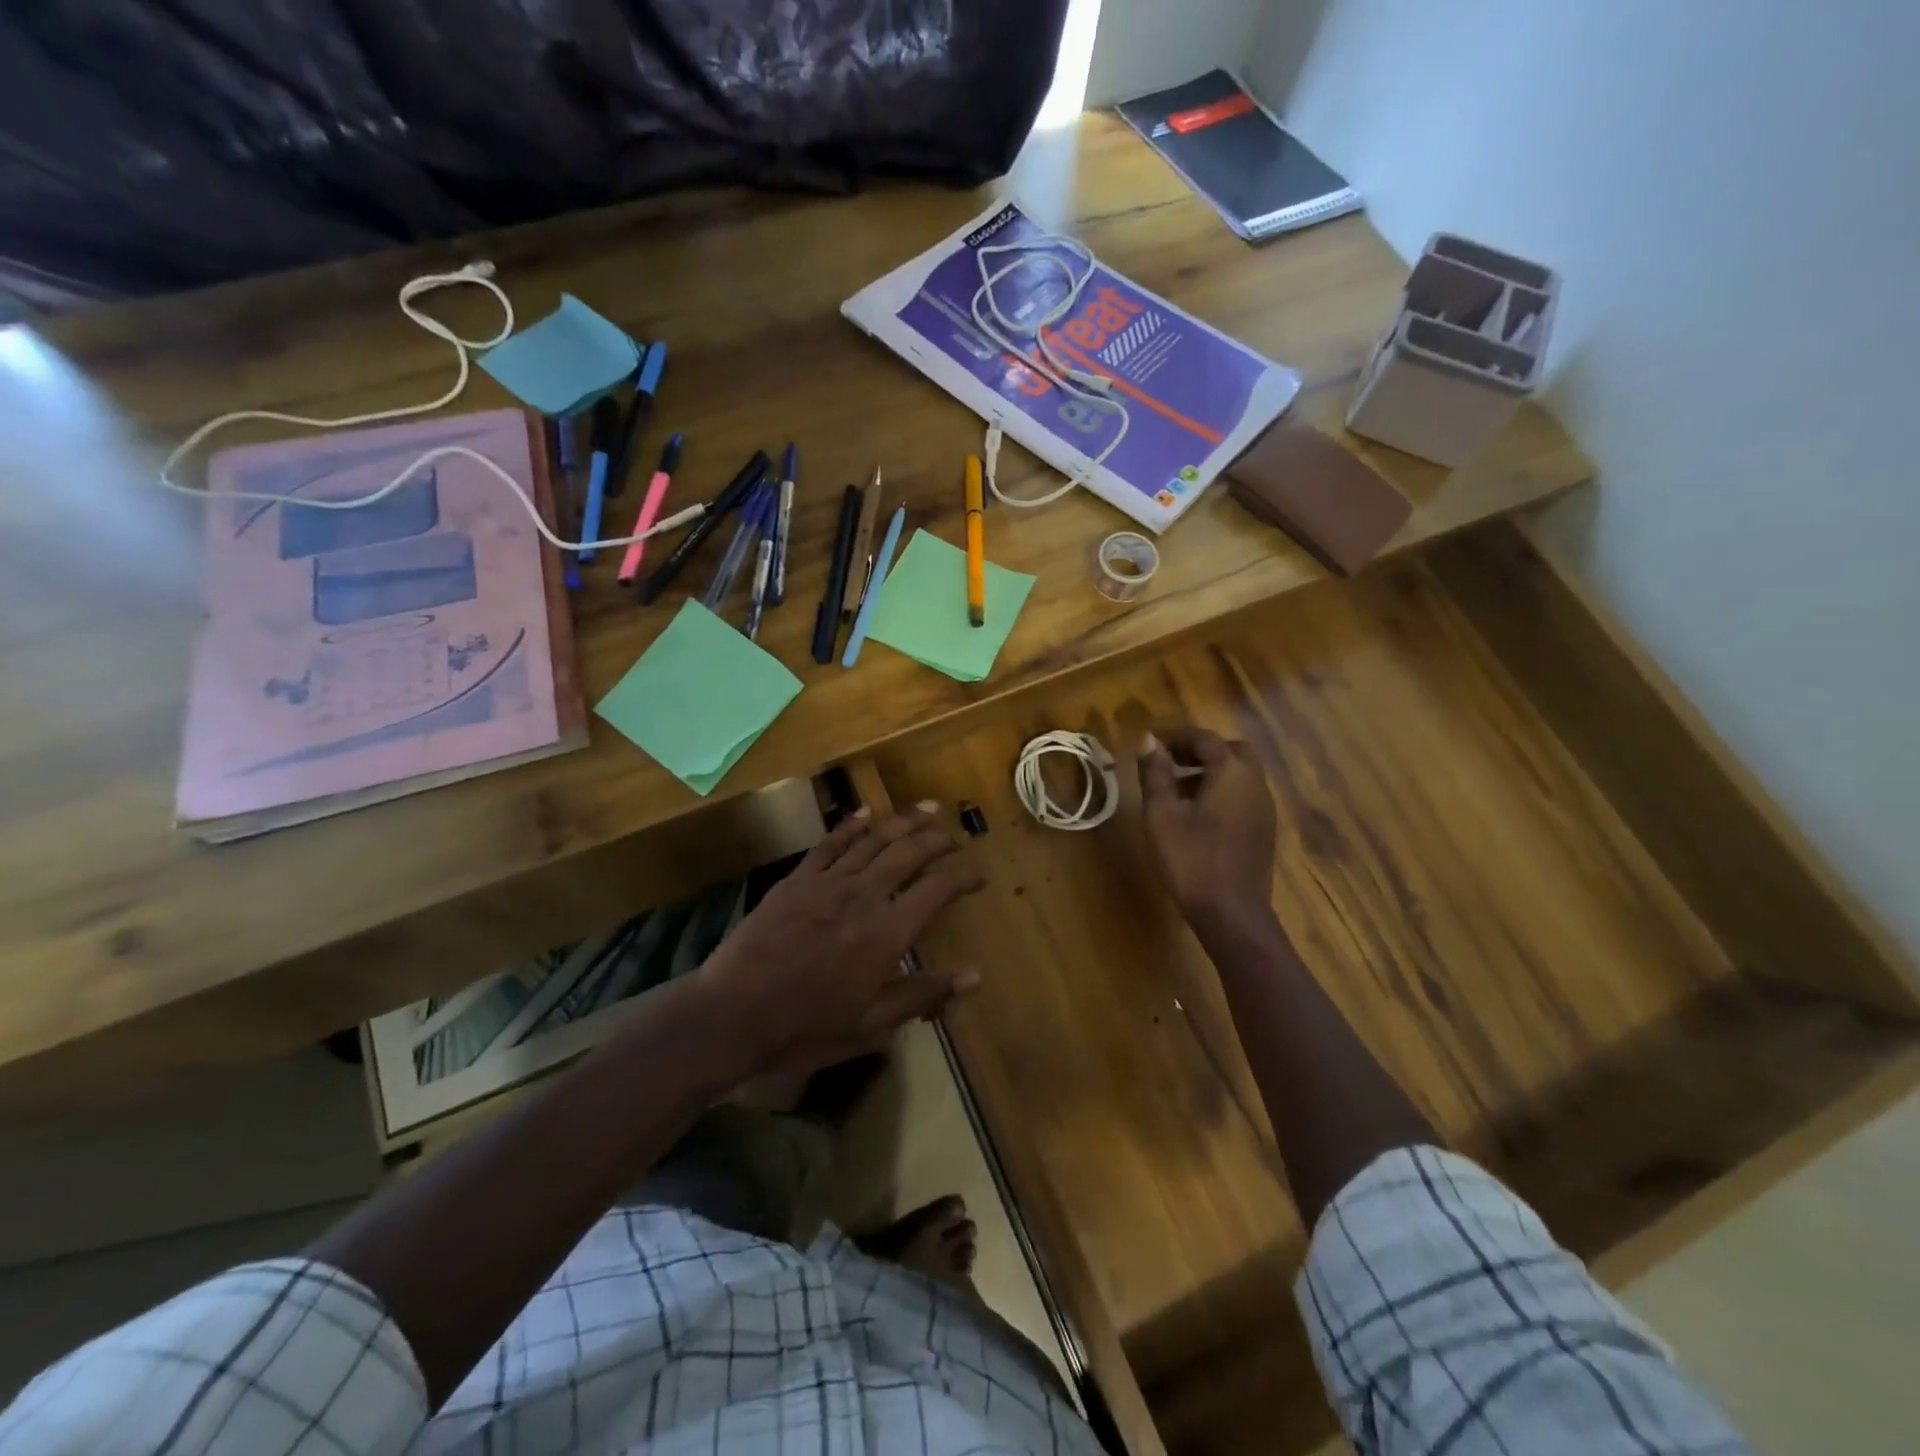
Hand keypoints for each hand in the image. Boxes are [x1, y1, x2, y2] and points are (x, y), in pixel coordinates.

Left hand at [696, 804, 984, 1079]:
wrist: (733, 1014)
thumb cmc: (806, 1028)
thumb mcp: (871, 1025)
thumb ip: (923, 994)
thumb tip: (974, 976)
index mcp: (887, 932)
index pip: (937, 890)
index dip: (963, 877)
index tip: (977, 876)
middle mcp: (863, 895)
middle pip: (909, 853)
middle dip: (937, 840)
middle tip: (954, 836)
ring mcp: (828, 882)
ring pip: (874, 839)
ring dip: (904, 821)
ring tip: (927, 809)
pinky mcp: (797, 879)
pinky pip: (830, 843)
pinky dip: (851, 825)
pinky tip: (866, 813)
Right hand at [1138, 727, 1277, 930]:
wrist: (1232, 913)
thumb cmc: (1191, 859)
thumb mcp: (1162, 814)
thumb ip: (1155, 773)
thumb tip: (1148, 740)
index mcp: (1231, 772)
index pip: (1204, 738)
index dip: (1176, 736)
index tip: (1151, 744)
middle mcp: (1255, 782)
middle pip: (1230, 750)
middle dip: (1199, 750)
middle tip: (1169, 761)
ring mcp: (1264, 806)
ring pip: (1240, 773)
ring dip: (1211, 770)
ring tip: (1177, 787)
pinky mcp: (1264, 828)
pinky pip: (1244, 794)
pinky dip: (1222, 790)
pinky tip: (1198, 814)